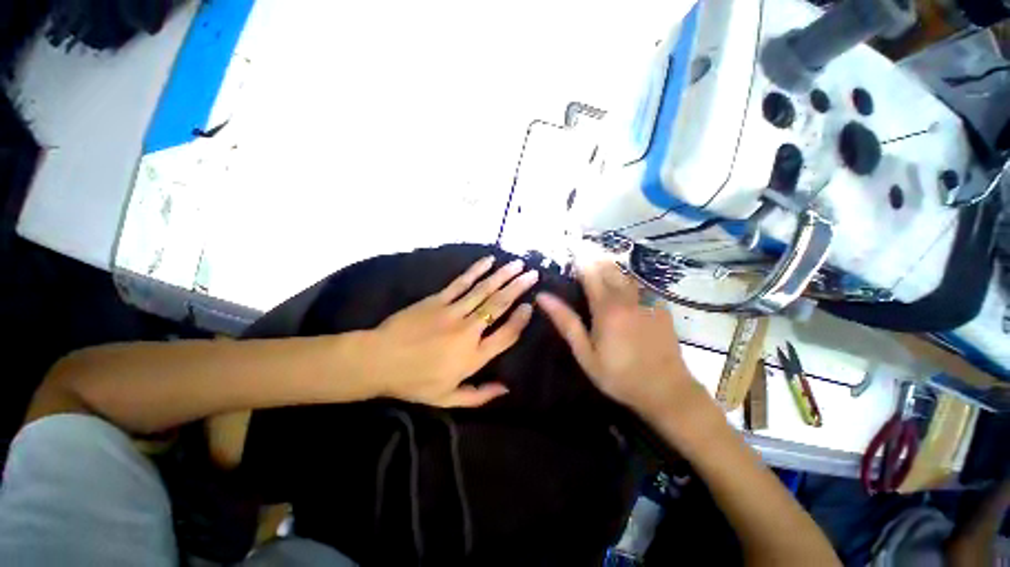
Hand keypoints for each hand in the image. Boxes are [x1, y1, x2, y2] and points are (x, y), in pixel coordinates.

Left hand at [365, 255, 537, 407]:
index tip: (530, 306)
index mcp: (473, 356)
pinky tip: (489, 261)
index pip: (506, 335)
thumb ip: (479, 396)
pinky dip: (476, 270)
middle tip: (533, 275)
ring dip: (503, 276)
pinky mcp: (438, 299)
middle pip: (499, 306)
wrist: (379, 360)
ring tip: (519, 264)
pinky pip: (462, 282)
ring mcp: (453, 311)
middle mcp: (468, 331)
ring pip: (484, 290)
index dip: (521, 320)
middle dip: (518, 289)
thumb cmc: (414, 382)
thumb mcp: (448, 398)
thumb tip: (506, 389)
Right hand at [536, 261, 700, 419]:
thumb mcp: (585, 353)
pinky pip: (641, 284)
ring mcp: (648, 300)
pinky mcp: (661, 307)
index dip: (580, 261)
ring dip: (611, 265)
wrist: (666, 390)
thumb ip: (566, 322)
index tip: (570, 253)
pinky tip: (623, 282)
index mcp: (607, 308)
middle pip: (610, 268)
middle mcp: (628, 298)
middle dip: (595, 257)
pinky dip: (628, 277)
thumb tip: (543, 297)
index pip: (591, 273)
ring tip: (599, 262)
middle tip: (582, 253)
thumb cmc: (619, 375)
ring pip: (626, 273)